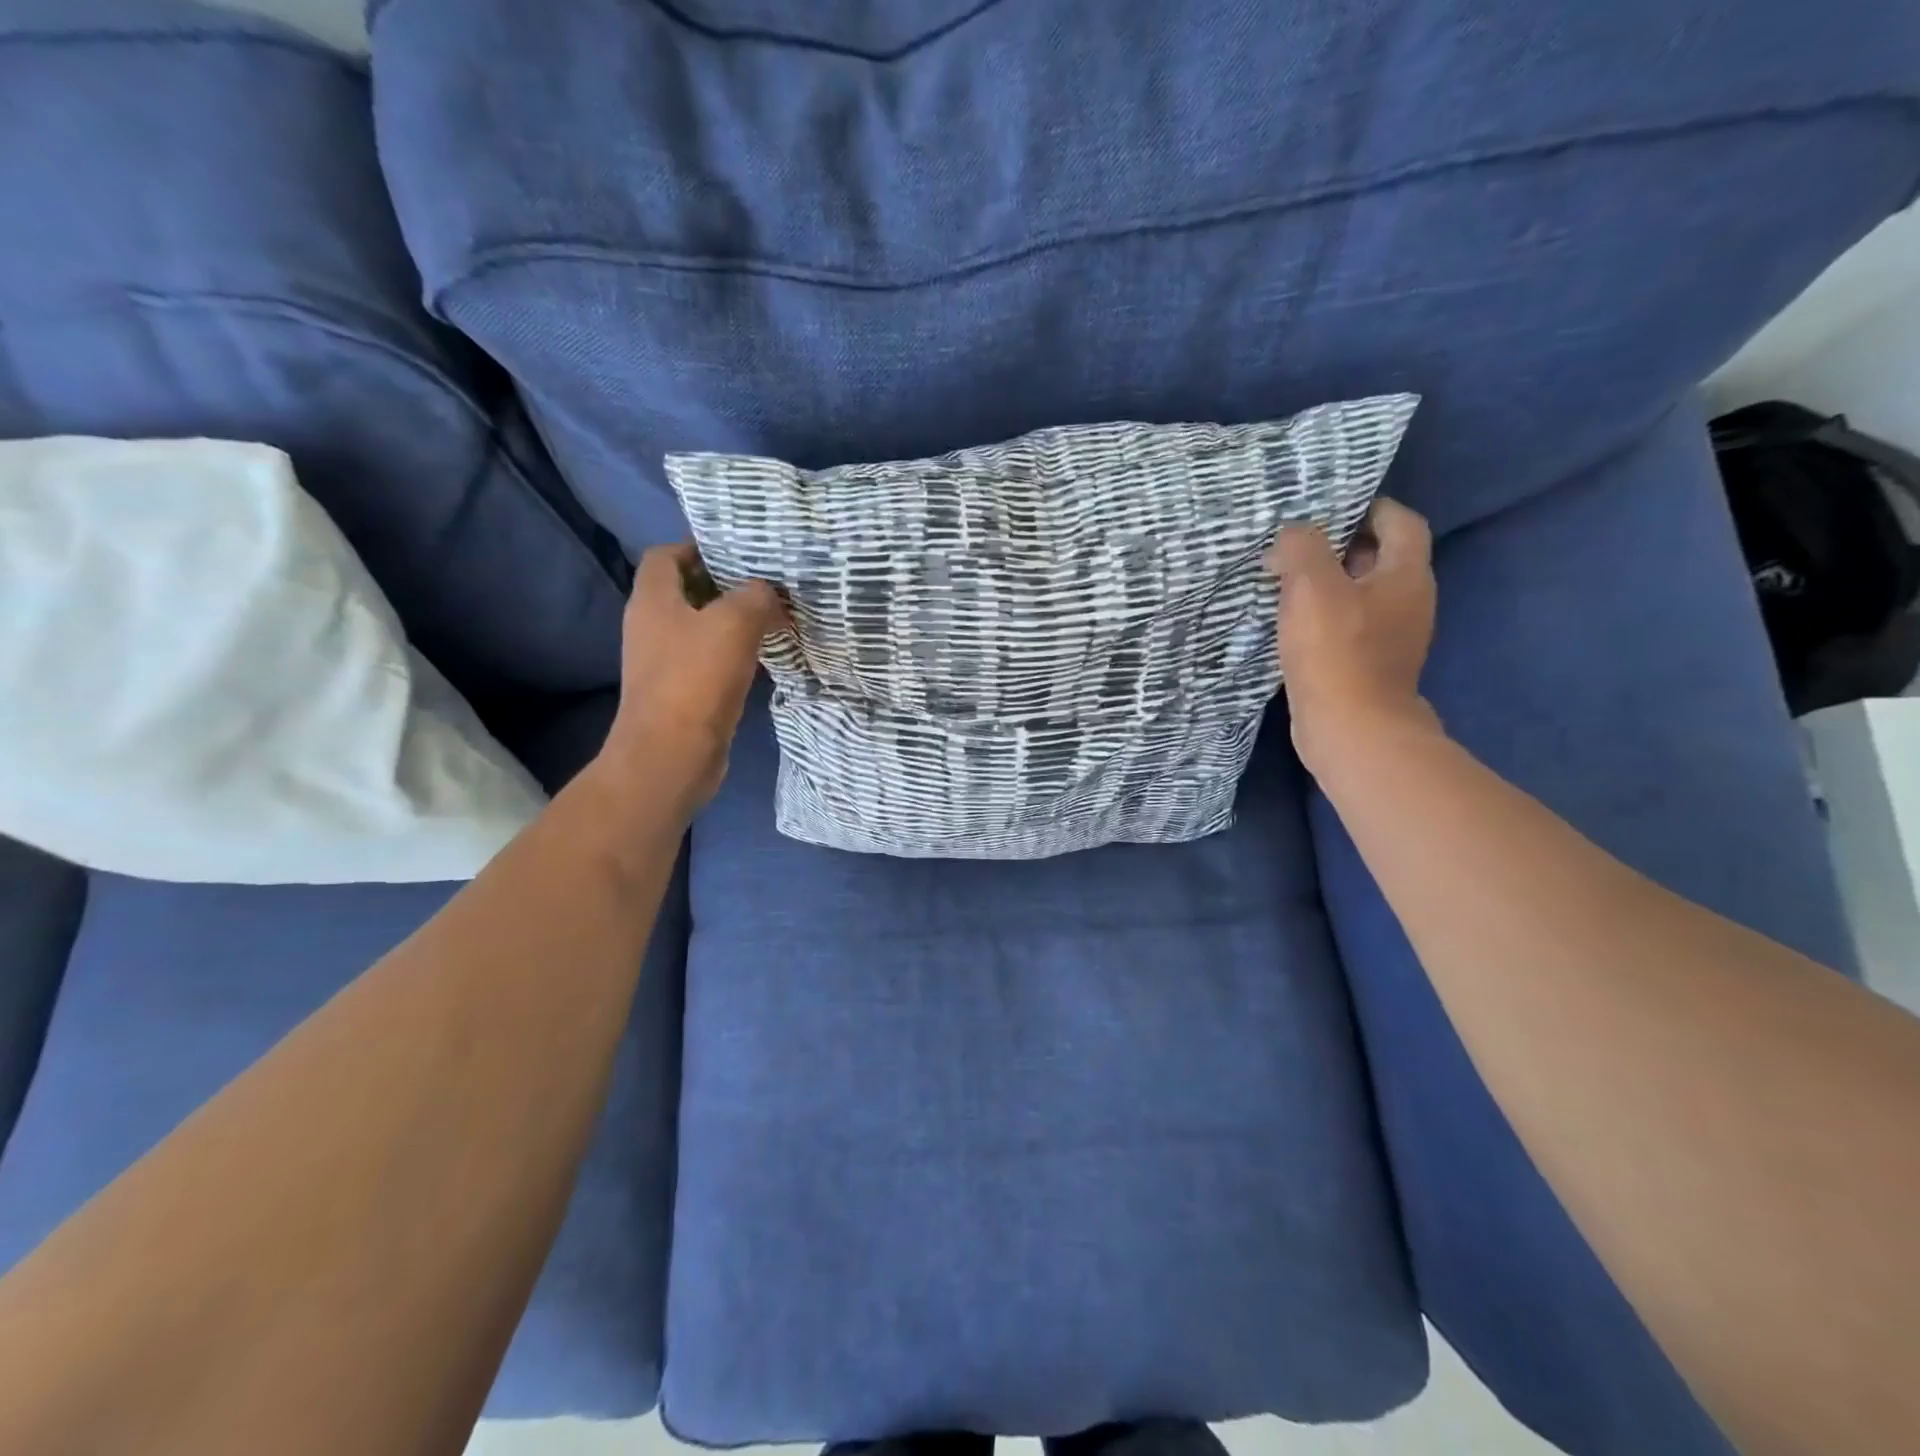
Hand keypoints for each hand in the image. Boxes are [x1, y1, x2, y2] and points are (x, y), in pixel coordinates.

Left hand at [600, 543, 786, 815]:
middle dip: (725, 584)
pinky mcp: (679, 691)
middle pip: (686, 590)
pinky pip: (707, 658)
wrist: (671, 756)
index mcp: (653, 599)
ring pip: (700, 626)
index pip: (666, 555)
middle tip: (767, 583)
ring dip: (733, 620)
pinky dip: (733, 652)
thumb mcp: (734, 624)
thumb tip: (769, 593)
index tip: (740, 551)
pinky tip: (763, 655)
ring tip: (773, 615)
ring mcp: (663, 661)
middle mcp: (651, 625)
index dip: (698, 546)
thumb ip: (755, 597)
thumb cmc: (696, 680)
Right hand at [1266, 499, 1438, 768]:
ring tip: (1284, 580)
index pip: (1400, 521)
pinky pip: (1348, 624)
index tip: (1326, 509)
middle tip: (1294, 544)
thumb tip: (1291, 534)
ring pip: (1360, 593)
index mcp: (1406, 575)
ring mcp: (1391, 636)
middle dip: (1339, 545)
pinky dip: (1323, 615)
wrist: (1350, 729)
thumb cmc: (1336, 651)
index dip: (1368, 507)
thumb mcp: (1312, 587)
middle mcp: (1409, 601)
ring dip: (1327, 583)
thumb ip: (1302, 547)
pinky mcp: (1368, 664)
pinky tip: (1290, 622)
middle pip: (1379, 557)